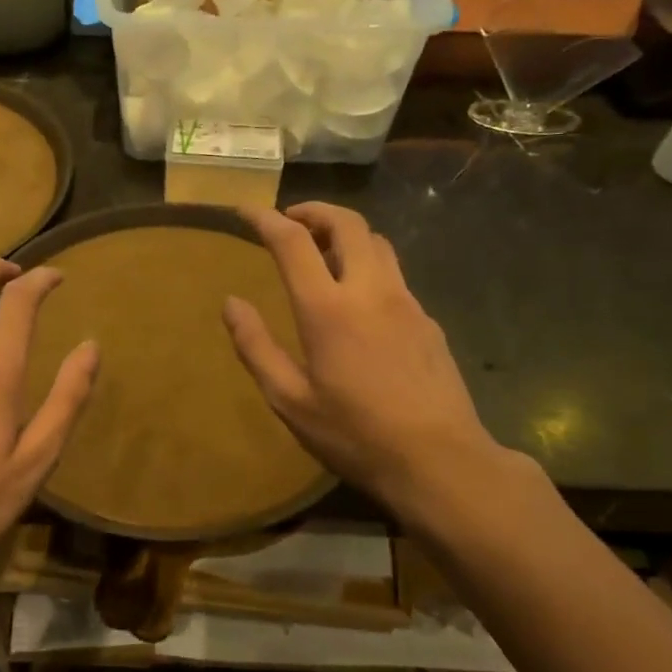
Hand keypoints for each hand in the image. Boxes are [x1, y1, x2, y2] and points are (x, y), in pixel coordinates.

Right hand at [223, 203, 511, 521]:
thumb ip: (256, 347)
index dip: (266, 219)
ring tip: (322, 252)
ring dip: (346, 233)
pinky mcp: (428, 320)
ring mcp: (406, 302)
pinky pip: (394, 273)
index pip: (293, 242)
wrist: (440, 461)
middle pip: (347, 223)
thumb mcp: (290, 400)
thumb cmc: (355, 434)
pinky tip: (359, 298)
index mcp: (328, 309)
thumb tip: (230, 303)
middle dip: (315, 211)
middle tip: (291, 221)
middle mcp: (370, 291)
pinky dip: (368, 264)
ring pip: (377, 242)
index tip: (246, 211)